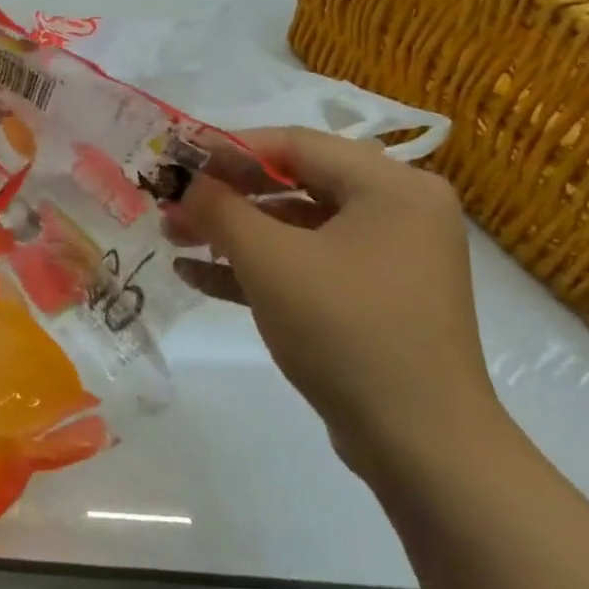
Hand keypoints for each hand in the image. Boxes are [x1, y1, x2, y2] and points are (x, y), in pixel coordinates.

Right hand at [165, 126, 500, 477]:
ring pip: (295, 228)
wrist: (419, 443)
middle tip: (169, 205)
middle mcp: (397, 212)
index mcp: (391, 186)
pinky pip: (307, 265)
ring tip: (174, 239)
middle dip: (224, 196)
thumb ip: (219, 209)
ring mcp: (387, 258)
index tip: (173, 159)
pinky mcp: (372, 299)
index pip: (294, 144)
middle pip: (293, 184)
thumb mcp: (270, 261)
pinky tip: (198, 276)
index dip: (226, 148)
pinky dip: (256, 267)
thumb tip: (186, 182)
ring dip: (232, 233)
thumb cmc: (345, 330)